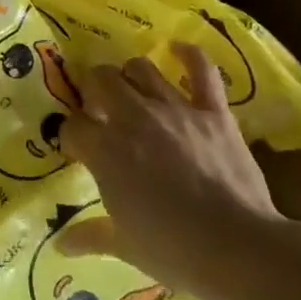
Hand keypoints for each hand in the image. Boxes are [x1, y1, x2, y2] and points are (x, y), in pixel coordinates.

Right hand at [60, 43, 300, 299]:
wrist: (239, 247)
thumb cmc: (173, 250)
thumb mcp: (124, 245)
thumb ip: (90, 235)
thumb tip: (61, 245)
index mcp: (105, 150)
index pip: (72, 126)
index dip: (70, 135)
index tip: (76, 149)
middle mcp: (133, 119)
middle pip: (101, 81)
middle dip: (93, 91)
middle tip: (98, 111)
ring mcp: (176, 110)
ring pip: (141, 69)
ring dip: (129, 77)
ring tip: (130, 92)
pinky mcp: (213, 112)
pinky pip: (201, 71)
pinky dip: (189, 55)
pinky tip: (178, 49)